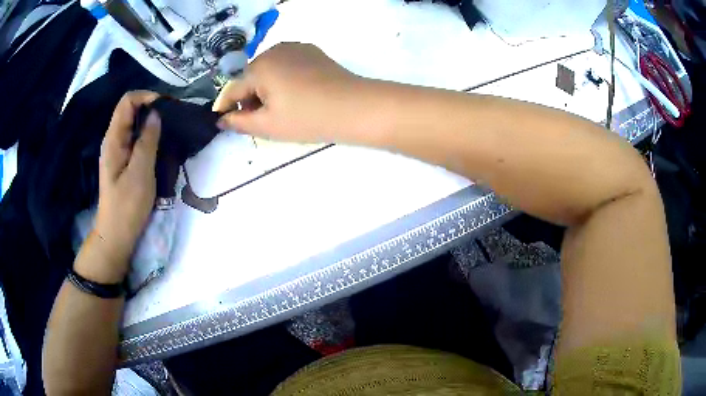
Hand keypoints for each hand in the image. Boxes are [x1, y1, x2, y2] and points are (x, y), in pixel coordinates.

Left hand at [92, 91, 160, 269]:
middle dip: (152, 107)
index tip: (166, 106)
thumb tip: (156, 114)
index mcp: (114, 139)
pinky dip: (149, 135)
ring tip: (170, 129)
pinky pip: (136, 138)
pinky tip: (161, 144)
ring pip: (134, 124)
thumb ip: (147, 141)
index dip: (147, 97)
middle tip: (172, 118)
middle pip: (131, 110)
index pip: (127, 101)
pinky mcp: (124, 161)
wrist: (116, 235)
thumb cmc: (127, 206)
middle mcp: (114, 140)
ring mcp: (118, 151)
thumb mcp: (140, 173)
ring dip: (152, 122)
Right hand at [214, 43, 374, 143]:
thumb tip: (221, 119)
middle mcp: (273, 51)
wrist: (354, 106)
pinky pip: (286, 65)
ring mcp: (294, 48)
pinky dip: (282, 79)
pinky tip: (295, 95)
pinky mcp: (310, 51)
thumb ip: (239, 122)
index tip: (224, 121)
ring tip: (279, 109)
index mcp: (259, 67)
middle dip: (249, 98)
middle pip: (250, 77)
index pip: (232, 89)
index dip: (225, 107)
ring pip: (268, 70)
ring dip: (265, 88)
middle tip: (259, 121)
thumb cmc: (307, 118)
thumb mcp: (268, 125)